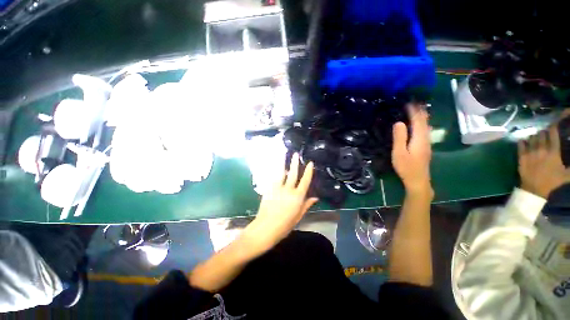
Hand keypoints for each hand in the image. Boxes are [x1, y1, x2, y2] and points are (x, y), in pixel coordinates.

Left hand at [245, 153, 317, 252]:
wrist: (265, 228)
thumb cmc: (284, 225)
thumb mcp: (298, 216)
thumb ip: (306, 205)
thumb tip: (315, 198)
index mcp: (298, 197)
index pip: (305, 181)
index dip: (308, 171)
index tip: (310, 163)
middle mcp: (288, 190)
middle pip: (293, 173)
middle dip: (295, 163)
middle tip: (296, 154)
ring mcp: (277, 188)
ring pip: (281, 172)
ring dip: (283, 163)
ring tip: (284, 154)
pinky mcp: (269, 189)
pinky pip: (273, 178)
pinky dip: (276, 172)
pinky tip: (276, 167)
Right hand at [391, 104, 432, 195]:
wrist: (418, 180)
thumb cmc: (406, 167)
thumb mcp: (399, 153)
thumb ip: (399, 137)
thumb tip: (398, 122)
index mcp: (419, 138)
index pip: (418, 121)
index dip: (414, 111)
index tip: (409, 102)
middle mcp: (426, 139)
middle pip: (424, 122)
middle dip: (420, 111)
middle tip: (414, 103)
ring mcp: (427, 143)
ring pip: (426, 126)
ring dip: (422, 117)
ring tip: (417, 110)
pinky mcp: (425, 147)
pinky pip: (424, 131)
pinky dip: (421, 124)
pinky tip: (419, 125)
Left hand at [518, 119, 569, 198]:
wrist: (534, 189)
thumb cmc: (552, 181)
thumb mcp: (567, 174)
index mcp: (553, 152)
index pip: (553, 133)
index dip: (553, 127)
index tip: (554, 125)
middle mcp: (542, 149)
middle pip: (541, 134)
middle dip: (544, 132)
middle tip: (545, 134)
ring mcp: (530, 152)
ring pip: (531, 137)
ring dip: (534, 136)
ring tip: (536, 138)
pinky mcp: (521, 156)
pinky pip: (520, 144)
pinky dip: (523, 141)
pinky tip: (525, 142)